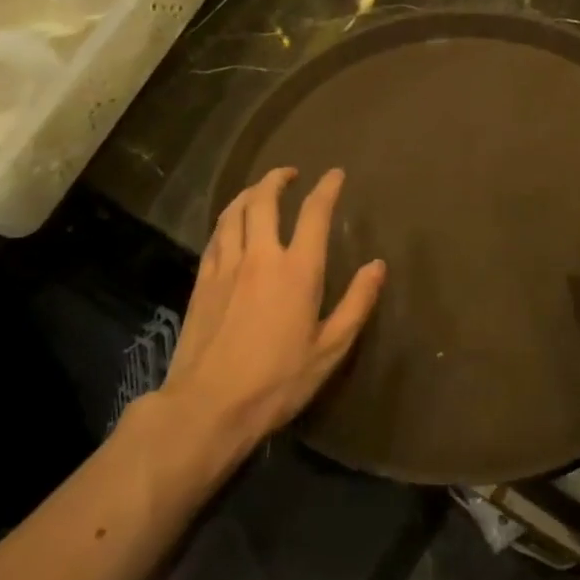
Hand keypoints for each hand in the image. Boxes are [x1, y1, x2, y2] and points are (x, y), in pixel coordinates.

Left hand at [156, 167, 384, 472]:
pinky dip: (227, 219)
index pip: (314, 213)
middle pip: (264, 200)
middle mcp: (260, 256)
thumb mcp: (329, 349)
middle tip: (290, 173)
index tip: (335, 174)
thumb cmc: (277, 381)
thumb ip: (356, 303)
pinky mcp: (201, 282)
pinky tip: (231, 225)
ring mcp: (226, 266)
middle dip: (278, 179)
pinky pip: (215, 236)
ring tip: (259, 189)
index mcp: (298, 270)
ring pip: (234, 212)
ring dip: (249, 193)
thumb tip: (378, 266)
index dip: (327, 188)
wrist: (208, 406)